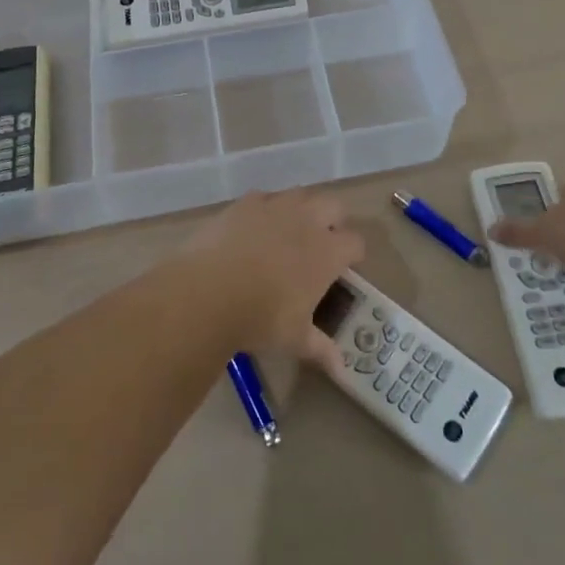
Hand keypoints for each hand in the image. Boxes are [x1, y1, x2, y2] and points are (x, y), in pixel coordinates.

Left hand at [183, 189, 363, 368]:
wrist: (209, 292)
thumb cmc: (261, 318)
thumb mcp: (295, 338)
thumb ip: (321, 348)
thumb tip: (341, 369)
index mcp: (328, 252)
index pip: (355, 243)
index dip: (353, 254)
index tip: (345, 268)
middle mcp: (308, 220)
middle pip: (334, 205)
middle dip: (333, 221)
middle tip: (320, 244)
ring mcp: (276, 206)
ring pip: (301, 195)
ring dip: (301, 210)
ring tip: (288, 232)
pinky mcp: (246, 202)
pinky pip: (264, 197)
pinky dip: (265, 209)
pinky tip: (254, 228)